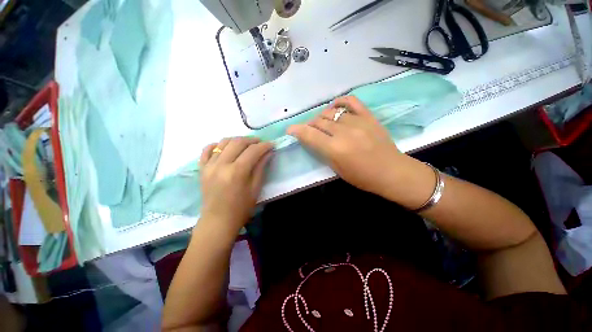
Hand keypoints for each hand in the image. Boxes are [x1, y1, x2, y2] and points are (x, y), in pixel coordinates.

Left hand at [199, 137, 272, 232]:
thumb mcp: (255, 188)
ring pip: (223, 142)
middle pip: (238, 142)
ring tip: (246, 144)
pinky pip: (207, 150)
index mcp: (237, 172)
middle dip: (252, 140)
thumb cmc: (241, 208)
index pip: (253, 151)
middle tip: (260, 143)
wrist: (218, 221)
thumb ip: (261, 167)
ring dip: (237, 140)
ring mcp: (209, 165)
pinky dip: (218, 145)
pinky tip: (226, 147)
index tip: (271, 144)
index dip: (264, 146)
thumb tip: (268, 152)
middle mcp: (221, 165)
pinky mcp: (202, 168)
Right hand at [287, 96, 406, 197]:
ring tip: (322, 123)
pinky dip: (340, 102)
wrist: (391, 172)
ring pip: (331, 112)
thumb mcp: (337, 169)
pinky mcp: (368, 116)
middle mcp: (344, 132)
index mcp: (335, 149)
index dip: (297, 130)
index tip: (290, 129)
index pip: (310, 134)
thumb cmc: (362, 177)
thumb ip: (322, 152)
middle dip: (309, 125)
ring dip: (322, 117)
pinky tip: (335, 107)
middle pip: (319, 121)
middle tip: (309, 130)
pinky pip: (351, 101)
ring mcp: (357, 122)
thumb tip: (311, 139)